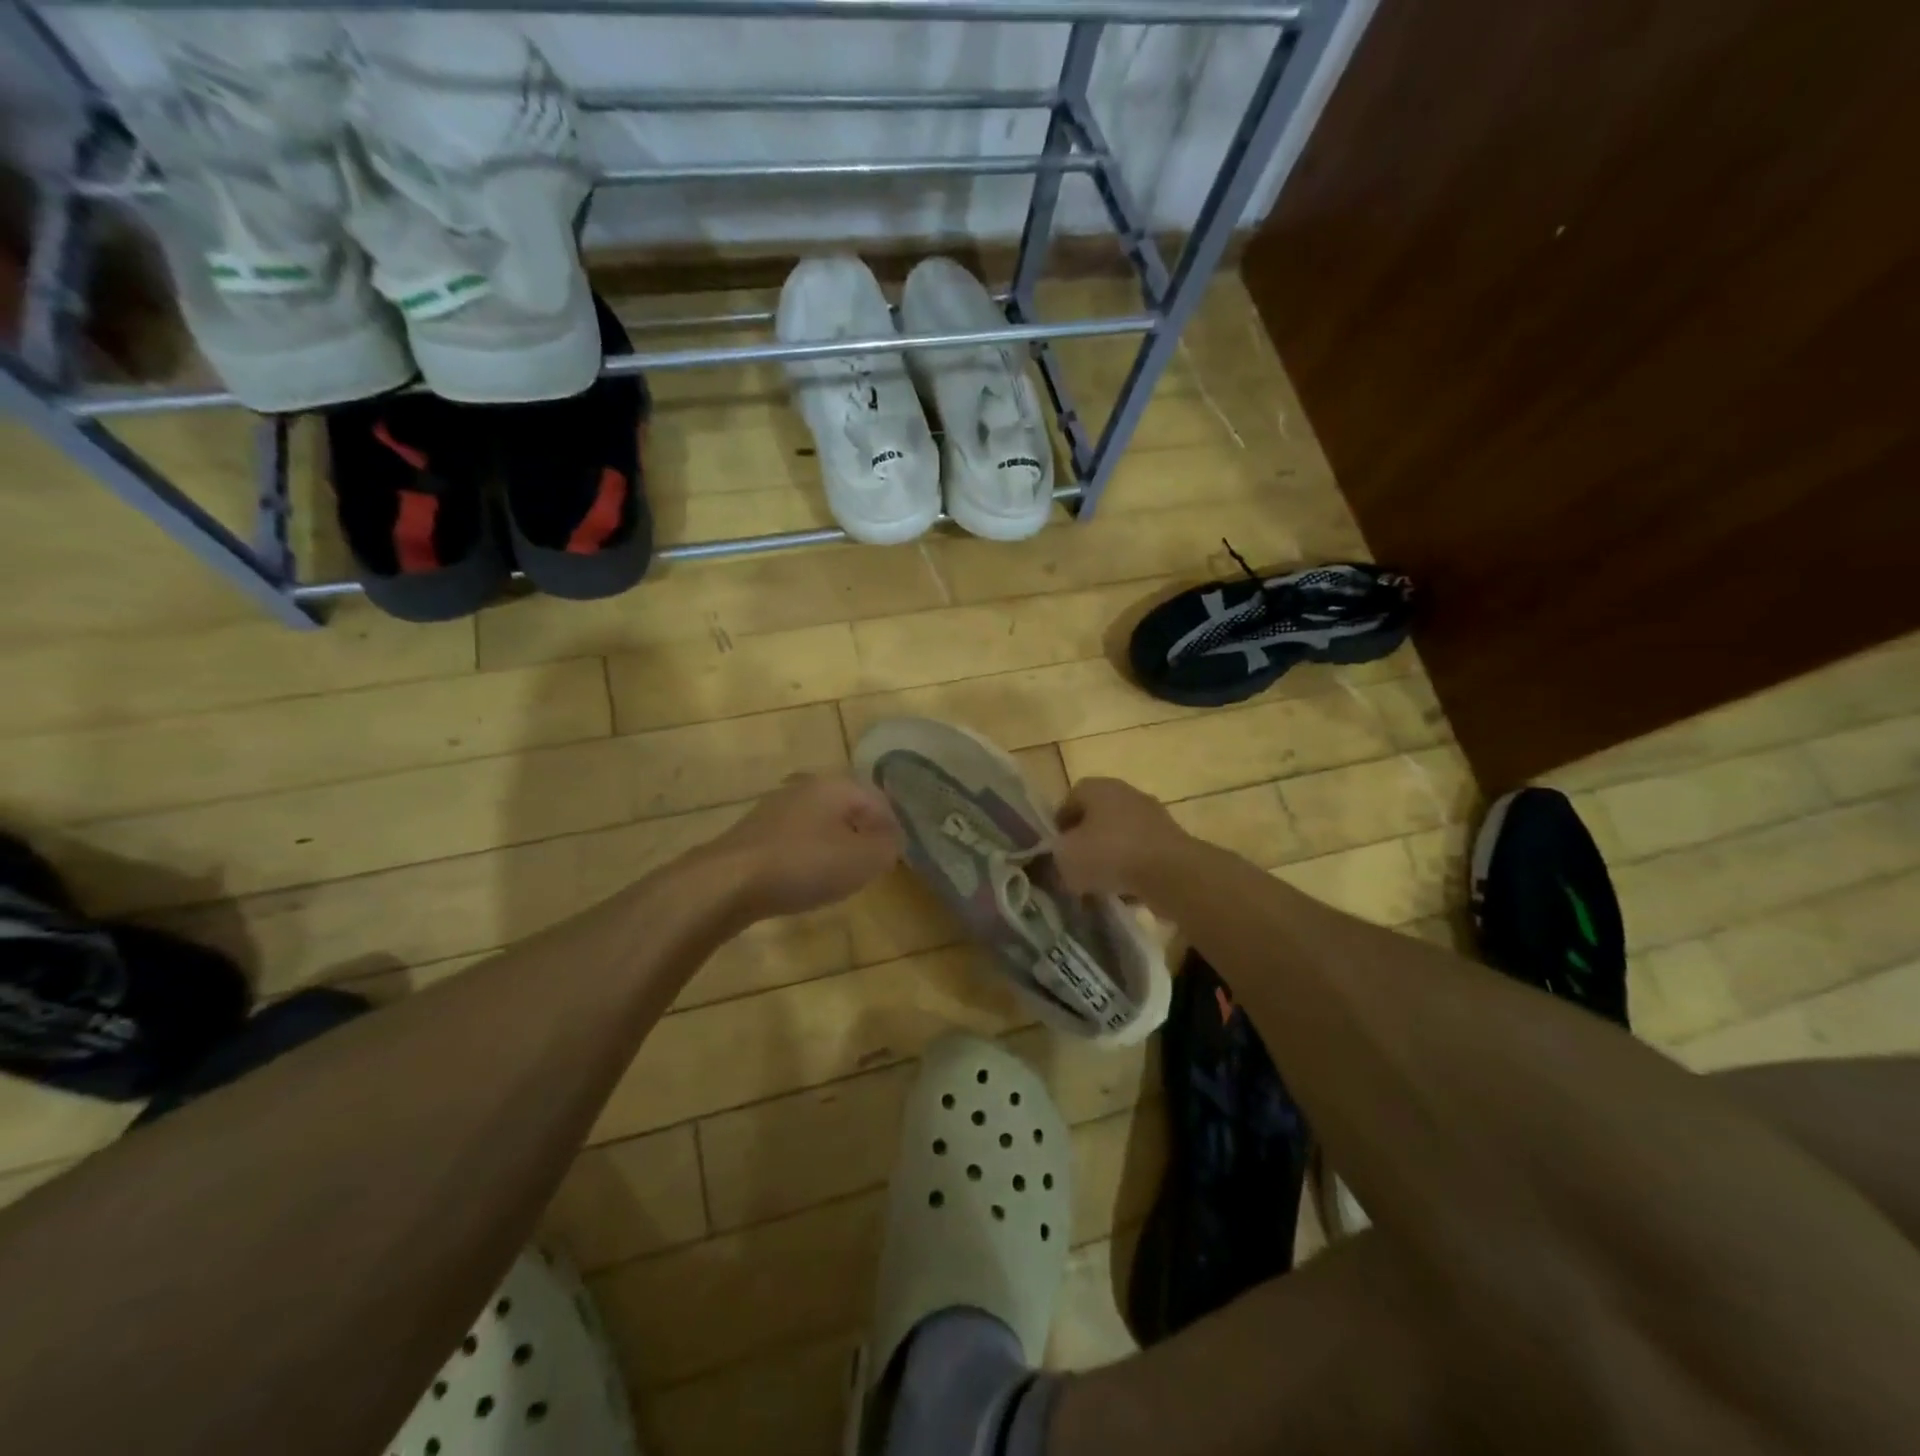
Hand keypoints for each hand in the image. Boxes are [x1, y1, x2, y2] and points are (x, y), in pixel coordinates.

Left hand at [699, 773, 903, 921]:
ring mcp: (776, 807)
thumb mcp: (863, 860)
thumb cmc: (804, 864)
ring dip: (836, 843)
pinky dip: (809, 854)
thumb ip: (888, 847)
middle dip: (864, 832)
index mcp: (836, 784)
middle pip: (848, 807)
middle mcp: (806, 786)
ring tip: (842, 873)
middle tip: (873, 863)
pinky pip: (796, 838)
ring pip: (821, 821)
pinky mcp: (755, 831)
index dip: (893, 826)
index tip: (896, 855)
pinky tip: (806, 877)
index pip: (878, 799)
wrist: (728, 882)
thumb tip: (892, 840)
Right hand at [1052, 777, 1193, 908]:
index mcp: (1098, 788)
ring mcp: (1152, 816)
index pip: (1071, 799)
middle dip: (1087, 840)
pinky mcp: (1171, 841)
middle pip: (1098, 816)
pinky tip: (1125, 891)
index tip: (1056, 848)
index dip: (1060, 824)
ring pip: (1121, 835)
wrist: (1171, 872)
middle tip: (1077, 865)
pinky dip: (1133, 869)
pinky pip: (1142, 854)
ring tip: (1100, 883)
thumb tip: (1062, 858)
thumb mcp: (1066, 857)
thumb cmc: (1110, 853)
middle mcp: (1126, 794)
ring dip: (1110, 855)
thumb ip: (1057, 855)